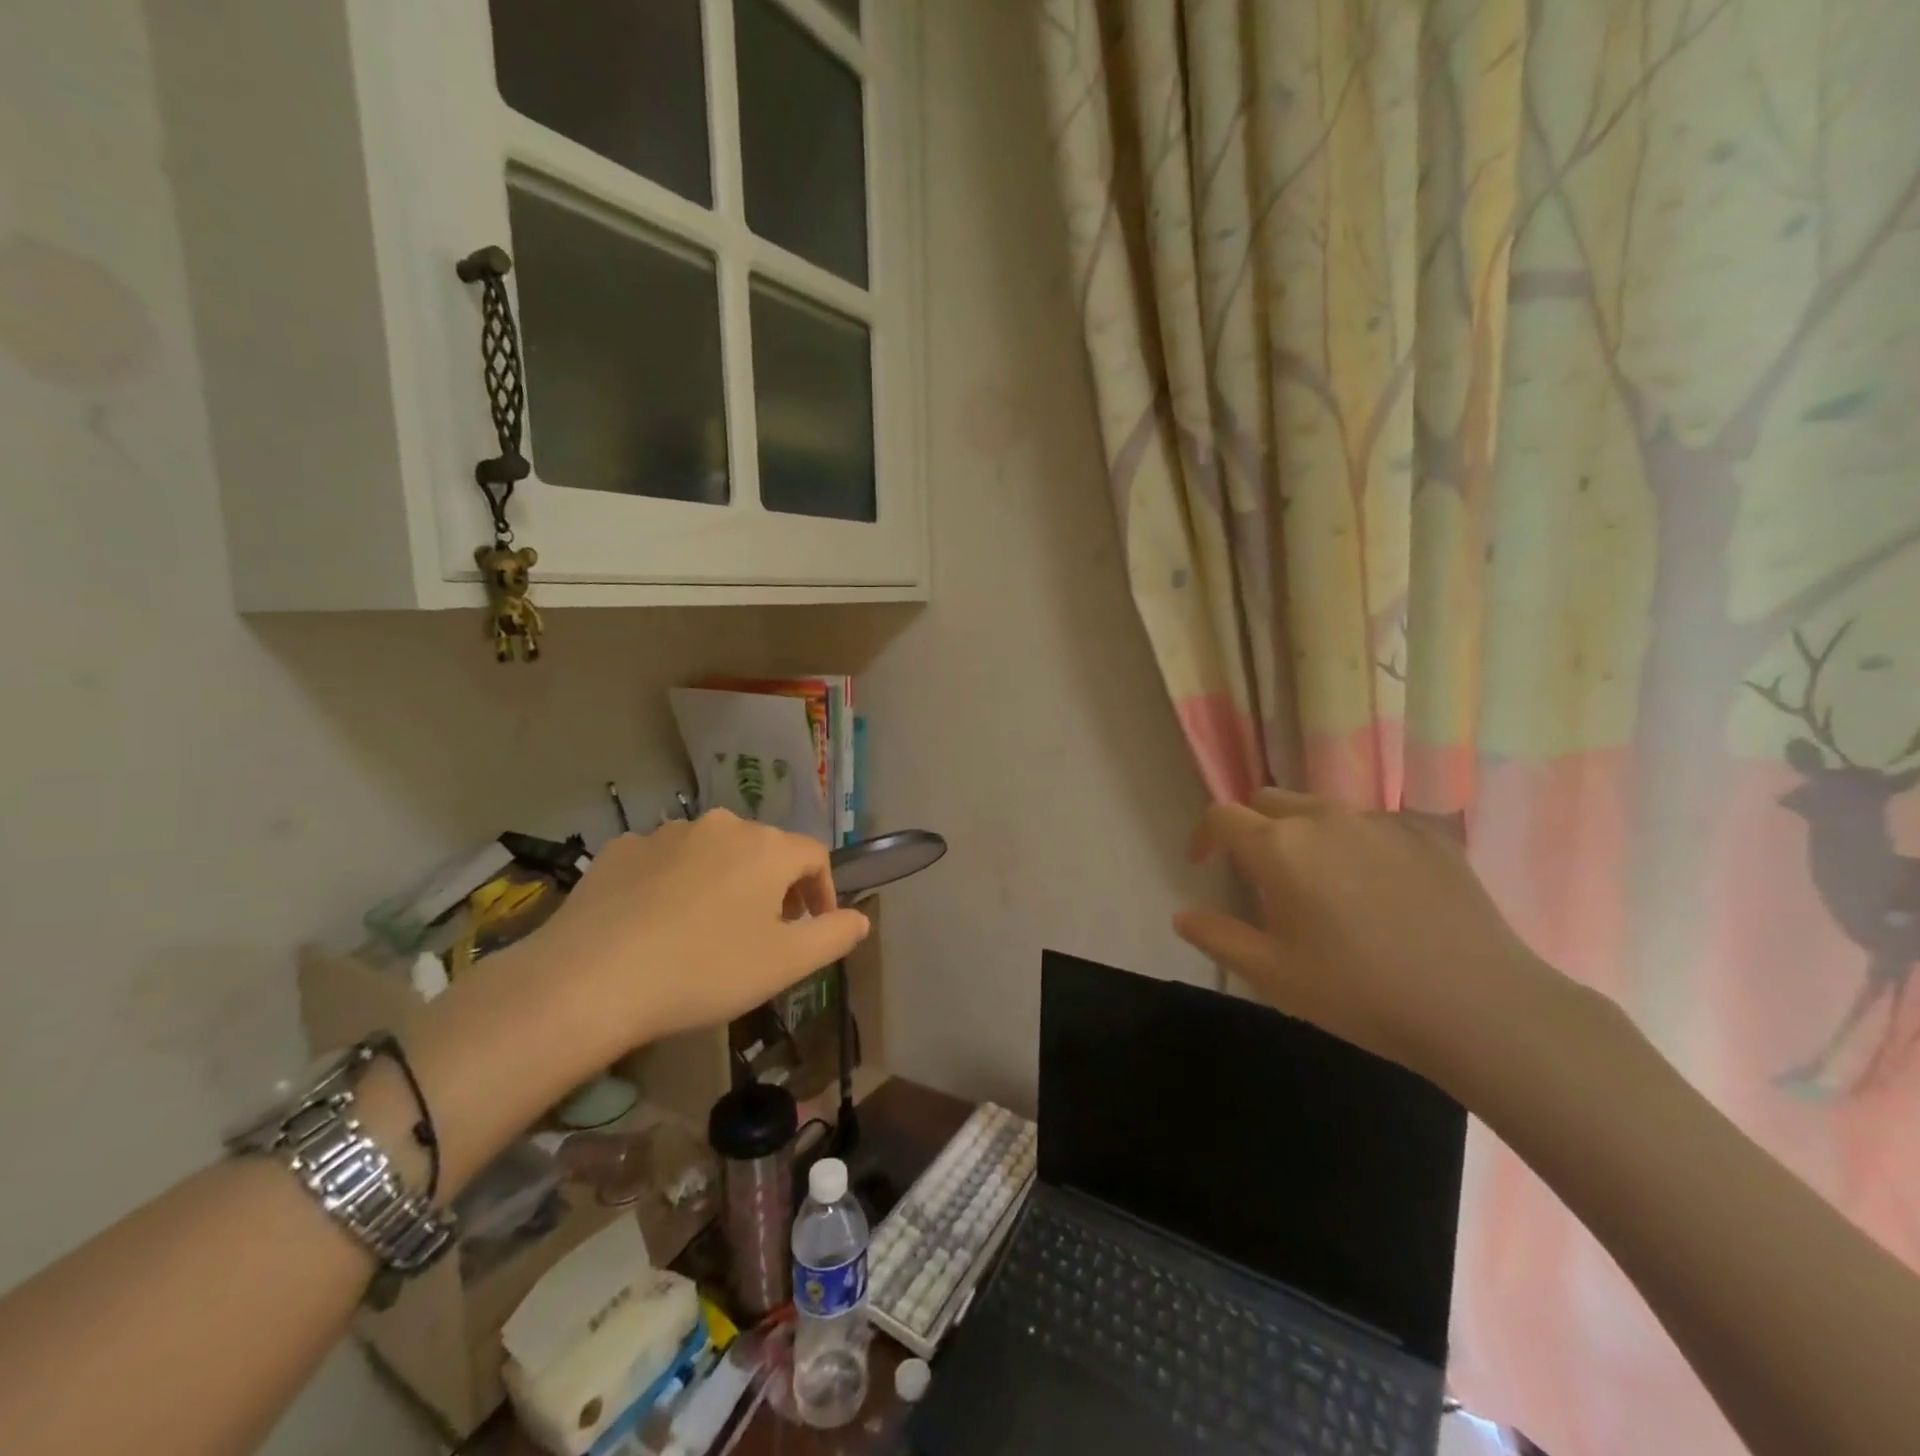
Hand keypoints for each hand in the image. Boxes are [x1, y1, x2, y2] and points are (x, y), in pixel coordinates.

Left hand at [521, 810, 870, 1057]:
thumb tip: (861, 918)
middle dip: (774, 888)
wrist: (591, 980)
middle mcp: (722, 826)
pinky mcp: (621, 849)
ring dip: (725, 882)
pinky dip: (675, 883)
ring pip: (714, 853)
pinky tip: (658, 922)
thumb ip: (834, 936)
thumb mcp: (786, 963)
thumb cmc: (705, 970)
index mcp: (767, 847)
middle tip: (764, 934)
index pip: (814, 856)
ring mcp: (667, 833)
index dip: (822, 891)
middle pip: (764, 850)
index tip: (814, 928)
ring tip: (708, 929)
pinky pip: (666, 860)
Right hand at [1174, 790, 1554, 1089]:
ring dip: (1303, 832)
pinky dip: (1355, 843)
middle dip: (1252, 827)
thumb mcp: (1272, 974)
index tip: (1204, 865)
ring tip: (1320, 881)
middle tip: (1261, 874)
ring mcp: (1379, 821)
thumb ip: (1217, 936)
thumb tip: (1183, 914)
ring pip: (1321, 808)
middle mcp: (1323, 818)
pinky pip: (1372, 823)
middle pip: (1268, 800)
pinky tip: (1378, 889)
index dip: (1204, 836)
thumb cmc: (1360, 992)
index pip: (1221, 815)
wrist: (1480, 1006)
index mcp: (1278, 847)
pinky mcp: (1426, 832)